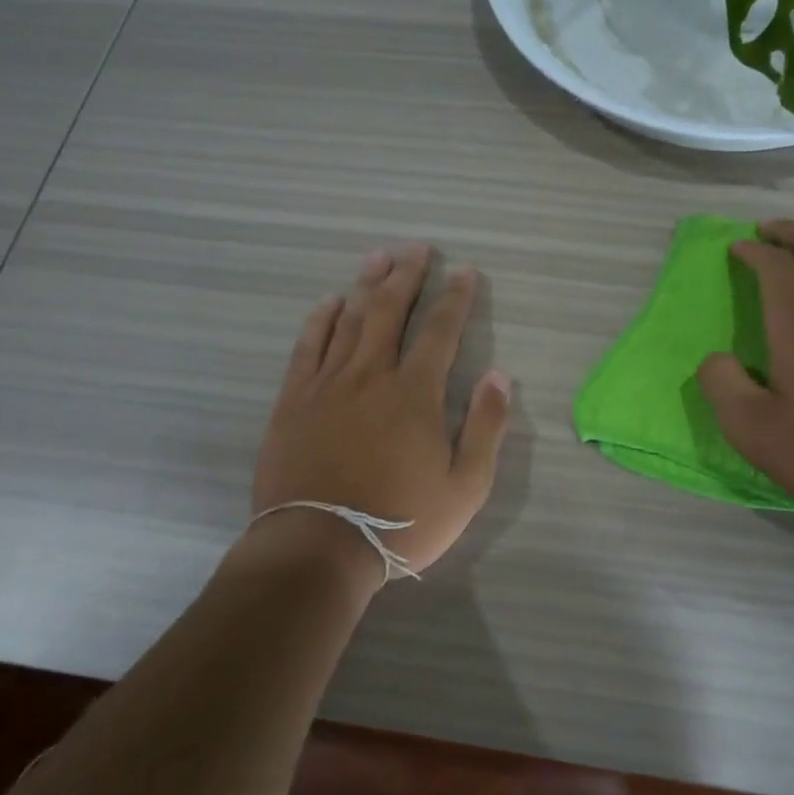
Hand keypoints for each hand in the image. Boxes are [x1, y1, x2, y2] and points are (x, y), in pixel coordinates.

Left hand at [253, 245, 511, 577]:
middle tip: (417, 247)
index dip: (455, 298)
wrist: (318, 547)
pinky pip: (308, 346)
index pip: (440, 331)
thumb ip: (486, 428)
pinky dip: (320, 319)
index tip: (464, 272)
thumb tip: (500, 375)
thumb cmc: (401, 522)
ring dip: (366, 285)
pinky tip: (329, 301)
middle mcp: (371, 375)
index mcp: (415, 393)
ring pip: (350, 319)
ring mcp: (327, 384)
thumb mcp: (465, 487)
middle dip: (407, 275)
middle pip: (390, 311)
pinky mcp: (293, 400)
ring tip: (378, 256)